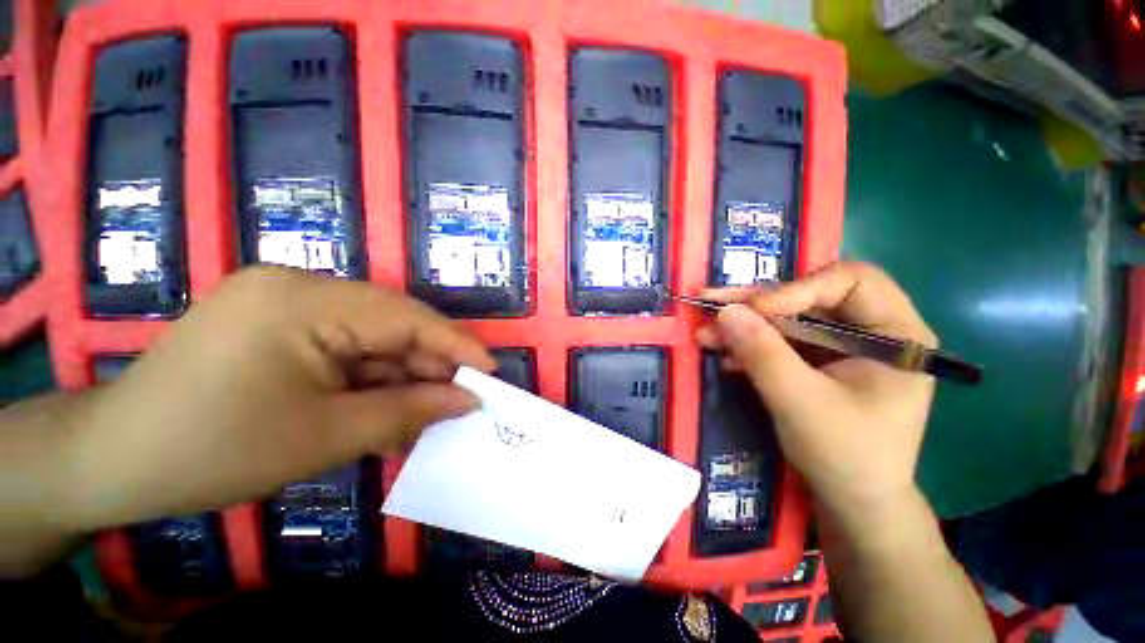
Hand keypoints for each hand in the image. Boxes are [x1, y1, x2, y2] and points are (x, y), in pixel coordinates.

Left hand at [60, 266, 495, 530]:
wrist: (112, 461)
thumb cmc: (211, 451)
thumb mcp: (323, 436)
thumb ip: (407, 411)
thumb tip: (467, 401)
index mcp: (303, 300)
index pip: (406, 318)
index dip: (456, 345)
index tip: (491, 371)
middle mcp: (298, 286)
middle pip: (392, 326)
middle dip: (428, 367)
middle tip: (458, 403)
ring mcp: (285, 302)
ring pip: (371, 340)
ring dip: (399, 379)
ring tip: (422, 416)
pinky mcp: (277, 323)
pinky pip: (344, 348)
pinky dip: (369, 381)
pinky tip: (382, 411)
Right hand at [696, 262, 937, 523]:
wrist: (853, 504)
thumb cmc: (846, 457)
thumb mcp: (801, 403)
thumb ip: (763, 353)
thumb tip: (725, 311)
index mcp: (895, 334)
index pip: (849, 281)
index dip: (797, 289)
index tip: (753, 311)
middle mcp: (871, 331)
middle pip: (809, 298)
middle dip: (756, 304)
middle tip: (711, 303)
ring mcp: (841, 348)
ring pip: (787, 319)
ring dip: (744, 326)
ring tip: (705, 333)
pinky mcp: (817, 363)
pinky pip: (780, 342)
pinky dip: (749, 346)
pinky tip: (724, 355)